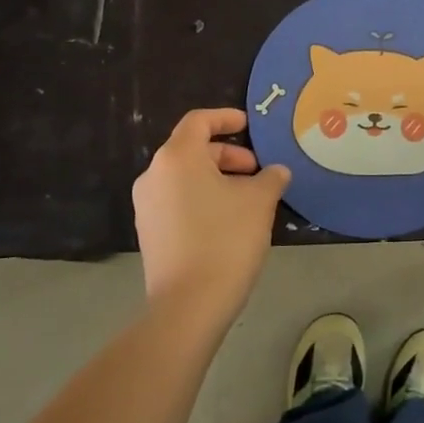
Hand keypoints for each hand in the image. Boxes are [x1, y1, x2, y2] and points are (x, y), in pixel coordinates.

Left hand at [132, 108, 289, 326]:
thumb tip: (276, 172)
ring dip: (217, 178)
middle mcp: (154, 175)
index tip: (249, 125)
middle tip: (257, 172)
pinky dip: (203, 198)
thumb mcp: (259, 201)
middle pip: (192, 150)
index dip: (225, 117)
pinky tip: (229, 221)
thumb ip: (270, 177)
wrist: (189, 305)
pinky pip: (178, 200)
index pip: (198, 121)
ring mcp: (147, 206)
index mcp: (177, 157)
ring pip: (185, 177)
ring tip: (248, 198)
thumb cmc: (226, 239)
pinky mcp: (149, 233)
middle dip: (228, 155)